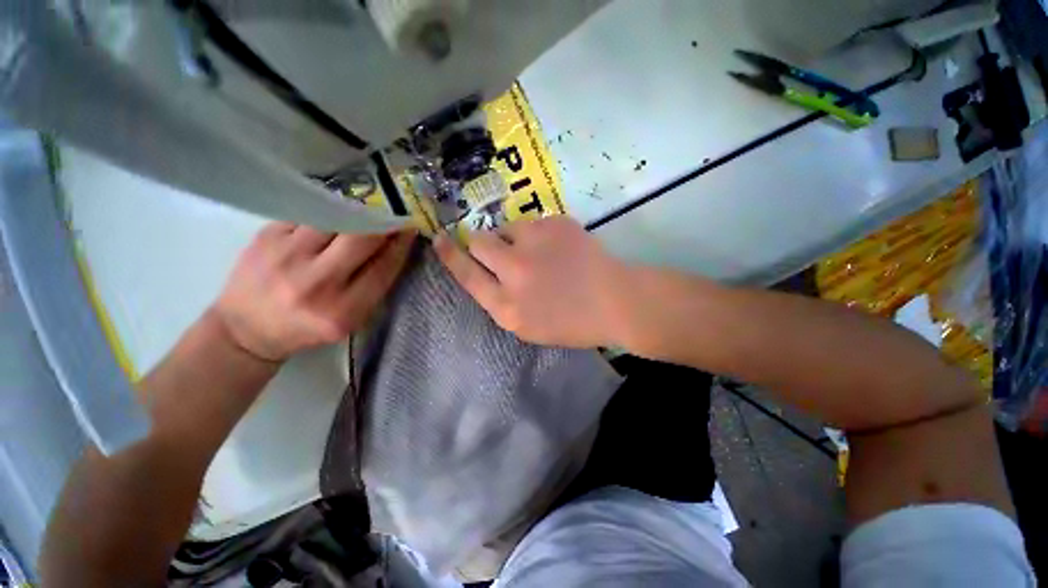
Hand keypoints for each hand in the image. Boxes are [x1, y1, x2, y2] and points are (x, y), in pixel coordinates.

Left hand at [213, 222, 415, 361]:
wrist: (246, 329)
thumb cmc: (307, 328)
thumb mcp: (350, 319)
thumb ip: (373, 286)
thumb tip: (393, 246)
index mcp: (342, 310)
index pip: (384, 267)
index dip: (400, 245)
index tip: (409, 229)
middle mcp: (316, 283)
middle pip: (361, 238)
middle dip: (381, 224)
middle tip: (388, 218)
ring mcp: (287, 256)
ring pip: (335, 219)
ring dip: (354, 216)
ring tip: (360, 216)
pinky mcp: (266, 237)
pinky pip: (309, 215)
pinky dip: (326, 216)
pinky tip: (328, 221)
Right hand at [434, 216, 626, 347]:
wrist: (615, 302)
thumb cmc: (572, 323)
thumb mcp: (528, 326)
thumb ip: (500, 301)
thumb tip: (486, 271)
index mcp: (507, 307)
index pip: (466, 275)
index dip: (450, 255)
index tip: (439, 239)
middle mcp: (514, 273)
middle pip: (479, 242)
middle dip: (483, 244)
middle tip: (500, 250)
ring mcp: (535, 244)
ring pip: (505, 228)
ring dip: (512, 238)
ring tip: (537, 252)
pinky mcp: (554, 224)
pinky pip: (532, 223)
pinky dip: (538, 234)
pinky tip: (558, 248)